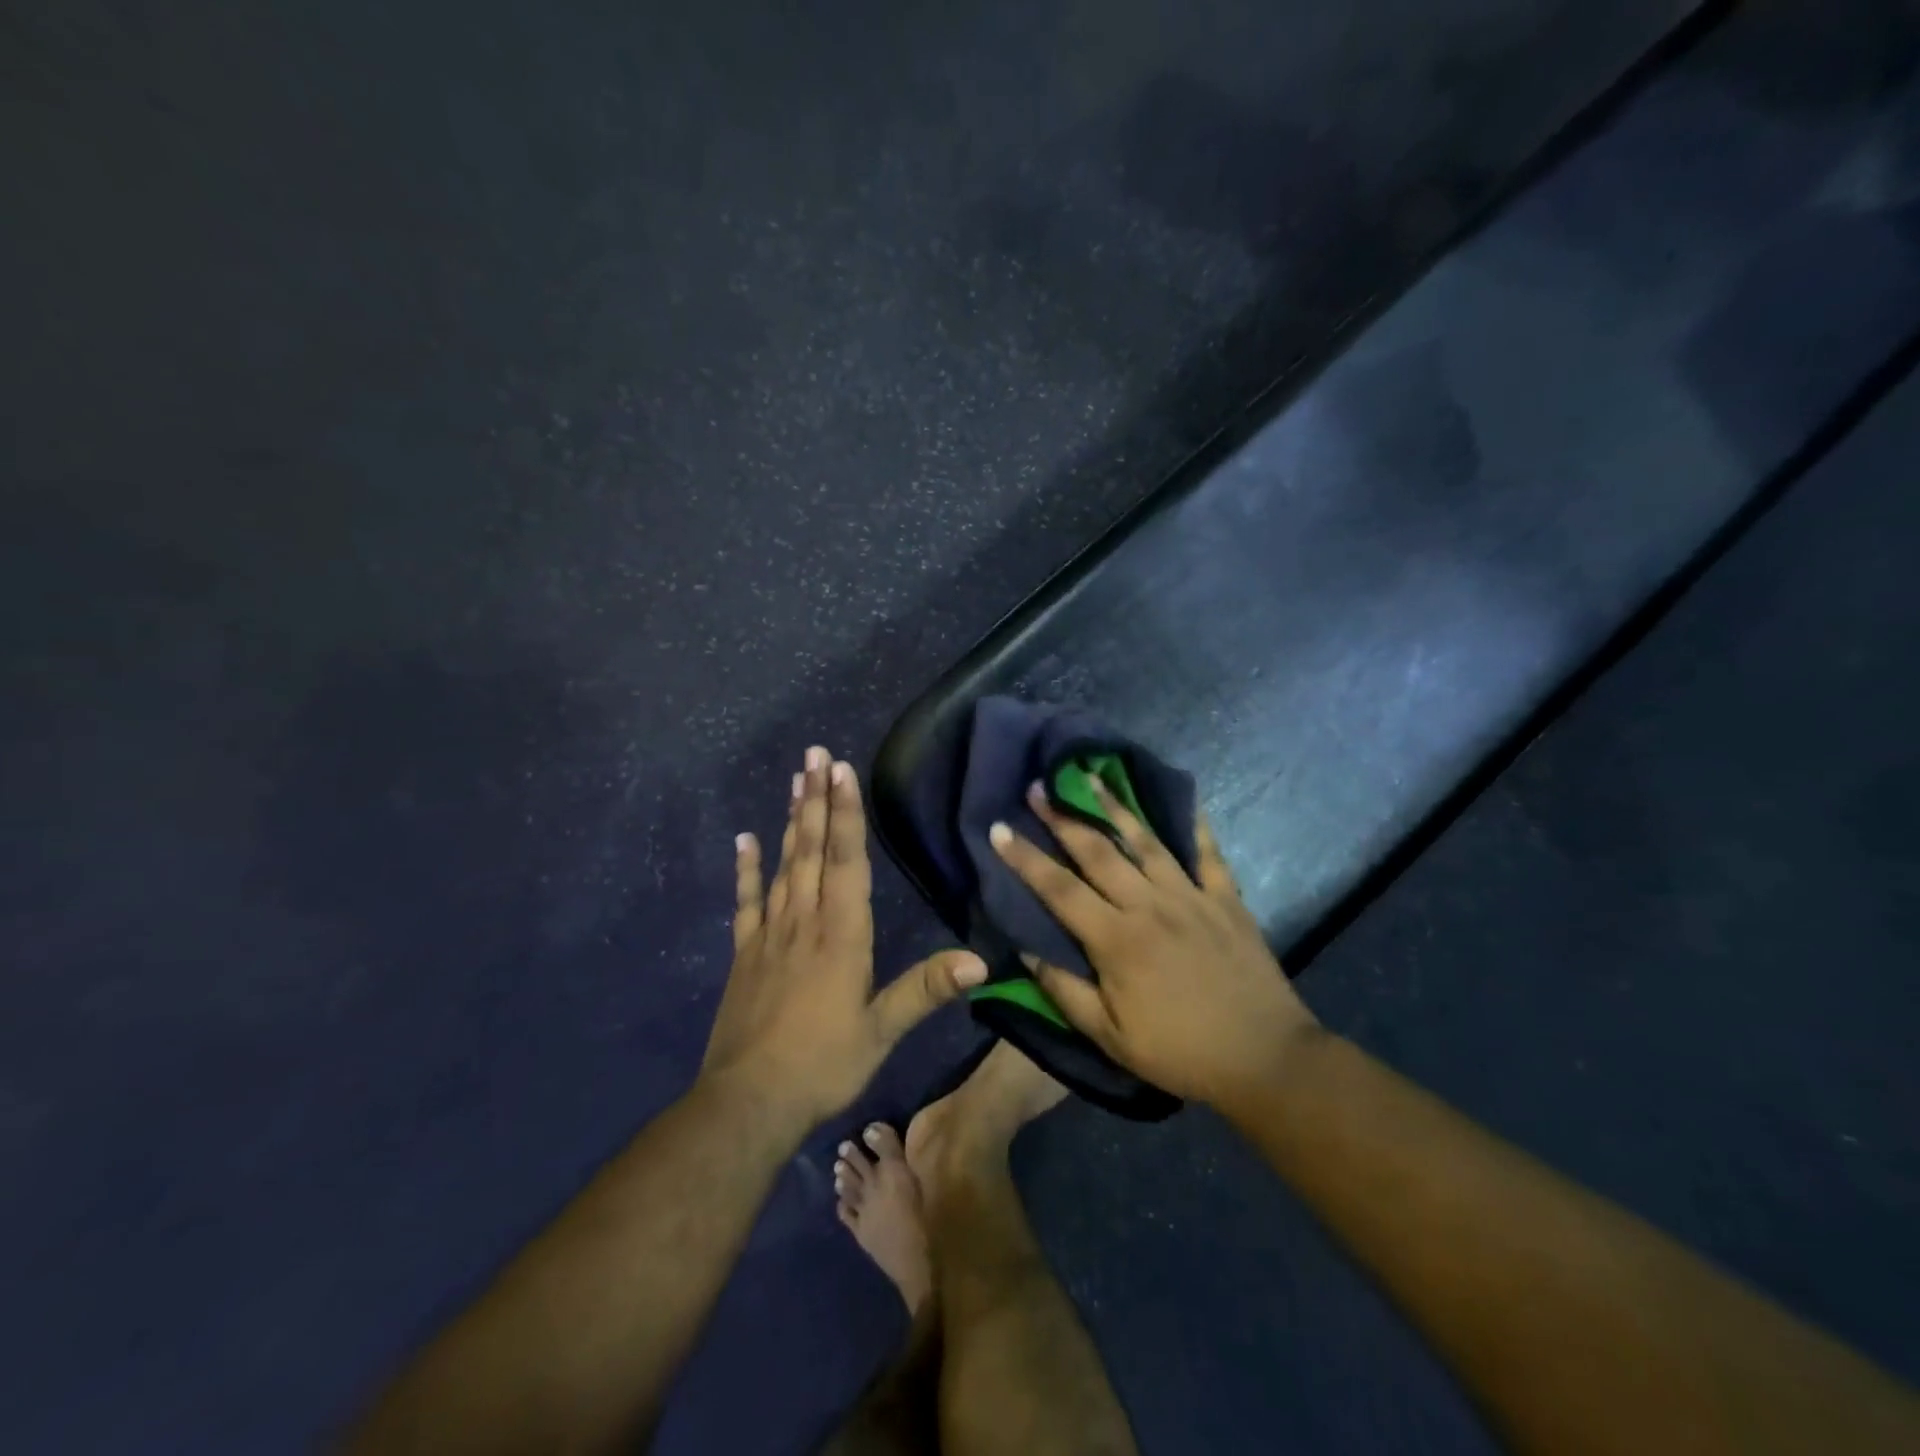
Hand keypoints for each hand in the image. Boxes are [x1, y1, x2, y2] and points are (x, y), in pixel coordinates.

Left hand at [700, 746, 987, 1130]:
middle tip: (815, 754)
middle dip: (816, 799)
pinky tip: (746, 839)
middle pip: (812, 850)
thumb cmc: (823, 1064)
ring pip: (784, 865)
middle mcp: (805, 922)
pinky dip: (747, 869)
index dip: (845, 814)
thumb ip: (926, 990)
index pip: (846, 862)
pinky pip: (747, 902)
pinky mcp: (745, 953)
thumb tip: (980, 961)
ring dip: (790, 820)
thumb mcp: (882, 1031)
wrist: (748, 1102)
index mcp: (841, 935)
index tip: (841, 771)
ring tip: (795, 780)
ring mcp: (770, 934)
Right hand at [990, 780, 1318, 1105]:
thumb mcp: (1110, 1037)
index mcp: (1116, 939)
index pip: (1059, 889)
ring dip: (1114, 807)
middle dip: (1063, 817)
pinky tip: (1183, 799)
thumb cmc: (1180, 1052)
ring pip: (1146, 841)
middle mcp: (1149, 905)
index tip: (999, 828)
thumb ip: (1064, 991)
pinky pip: (1208, 853)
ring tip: (1092, 777)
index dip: (1025, 858)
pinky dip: (1195, 824)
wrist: (1265, 1058)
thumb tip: (1024, 950)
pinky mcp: (1226, 899)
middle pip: (1097, 851)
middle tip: (1039, 787)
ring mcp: (1191, 896)